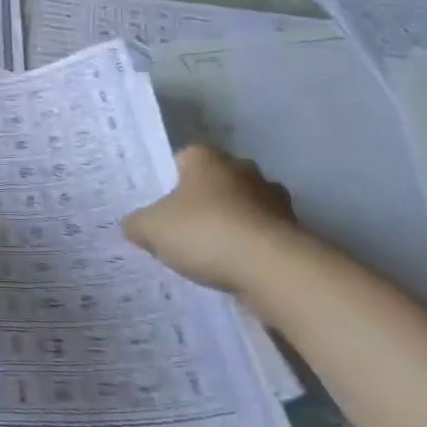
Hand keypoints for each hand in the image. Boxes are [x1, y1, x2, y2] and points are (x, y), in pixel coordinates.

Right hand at [123, 147, 303, 297]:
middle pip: (218, 180)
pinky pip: (265, 234)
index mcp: (206, 158)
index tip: (164, 206)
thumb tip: (133, 225)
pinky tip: (239, 268)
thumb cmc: (205, 232)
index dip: (171, 180)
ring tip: (215, 253)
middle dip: (206, 200)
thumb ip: (137, 224)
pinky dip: (254, 246)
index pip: (184, 158)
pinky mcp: (294, 229)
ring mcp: (273, 198)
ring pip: (245, 205)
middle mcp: (242, 169)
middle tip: (187, 228)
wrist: (271, 268)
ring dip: (234, 222)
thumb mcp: (153, 229)